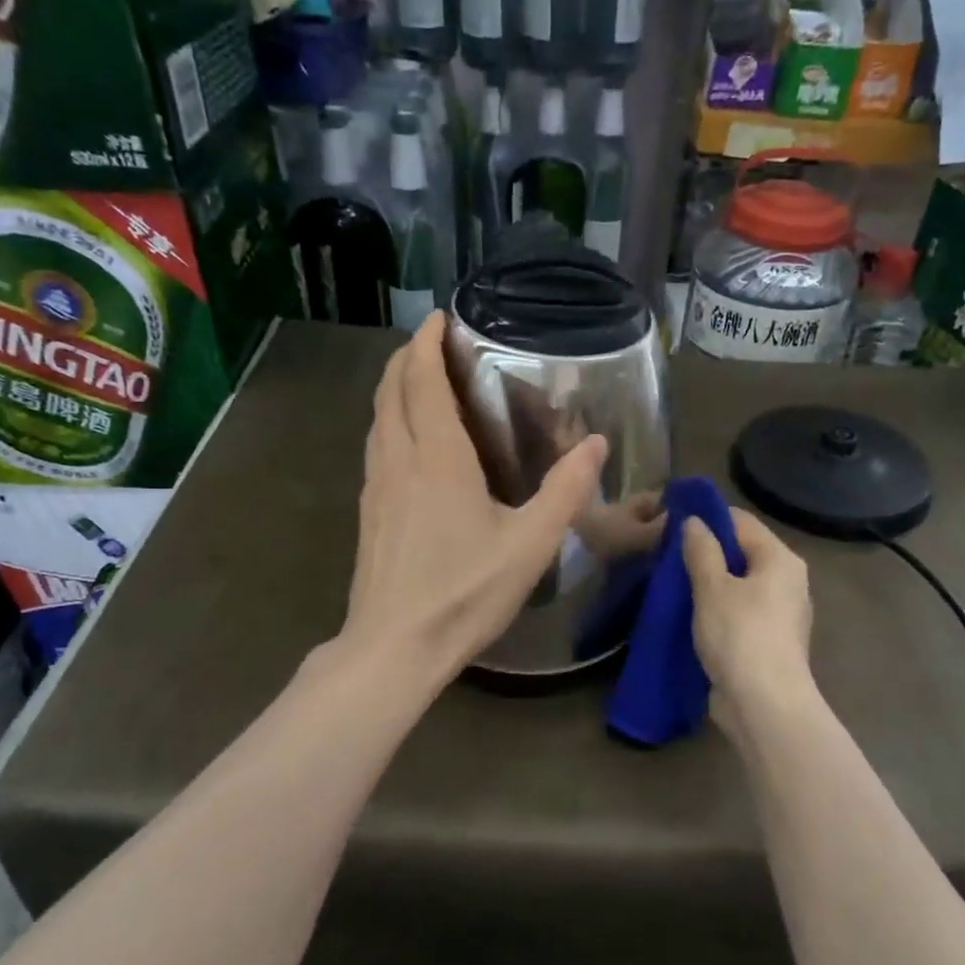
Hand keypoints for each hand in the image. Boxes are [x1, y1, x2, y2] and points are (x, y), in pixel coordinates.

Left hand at [342, 313, 607, 684]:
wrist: (394, 646)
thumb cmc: (465, 592)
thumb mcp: (530, 544)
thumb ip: (565, 490)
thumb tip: (596, 443)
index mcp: (436, 456)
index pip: (421, 379)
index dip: (427, 342)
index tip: (441, 317)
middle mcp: (398, 458)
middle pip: (391, 389)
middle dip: (408, 356)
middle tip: (435, 342)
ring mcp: (375, 485)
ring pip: (377, 417)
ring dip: (394, 387)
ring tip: (422, 379)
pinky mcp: (368, 511)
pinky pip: (376, 445)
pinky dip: (390, 420)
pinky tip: (411, 440)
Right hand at [683, 508, 813, 737]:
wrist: (764, 706)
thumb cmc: (740, 636)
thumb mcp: (713, 587)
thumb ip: (701, 550)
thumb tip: (694, 521)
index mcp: (780, 560)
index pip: (740, 521)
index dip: (706, 518)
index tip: (671, 522)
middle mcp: (786, 581)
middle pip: (740, 552)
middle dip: (704, 551)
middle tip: (665, 553)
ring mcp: (778, 613)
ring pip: (737, 584)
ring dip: (706, 582)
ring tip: (670, 580)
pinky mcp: (766, 640)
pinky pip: (737, 611)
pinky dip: (714, 608)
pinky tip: (686, 611)